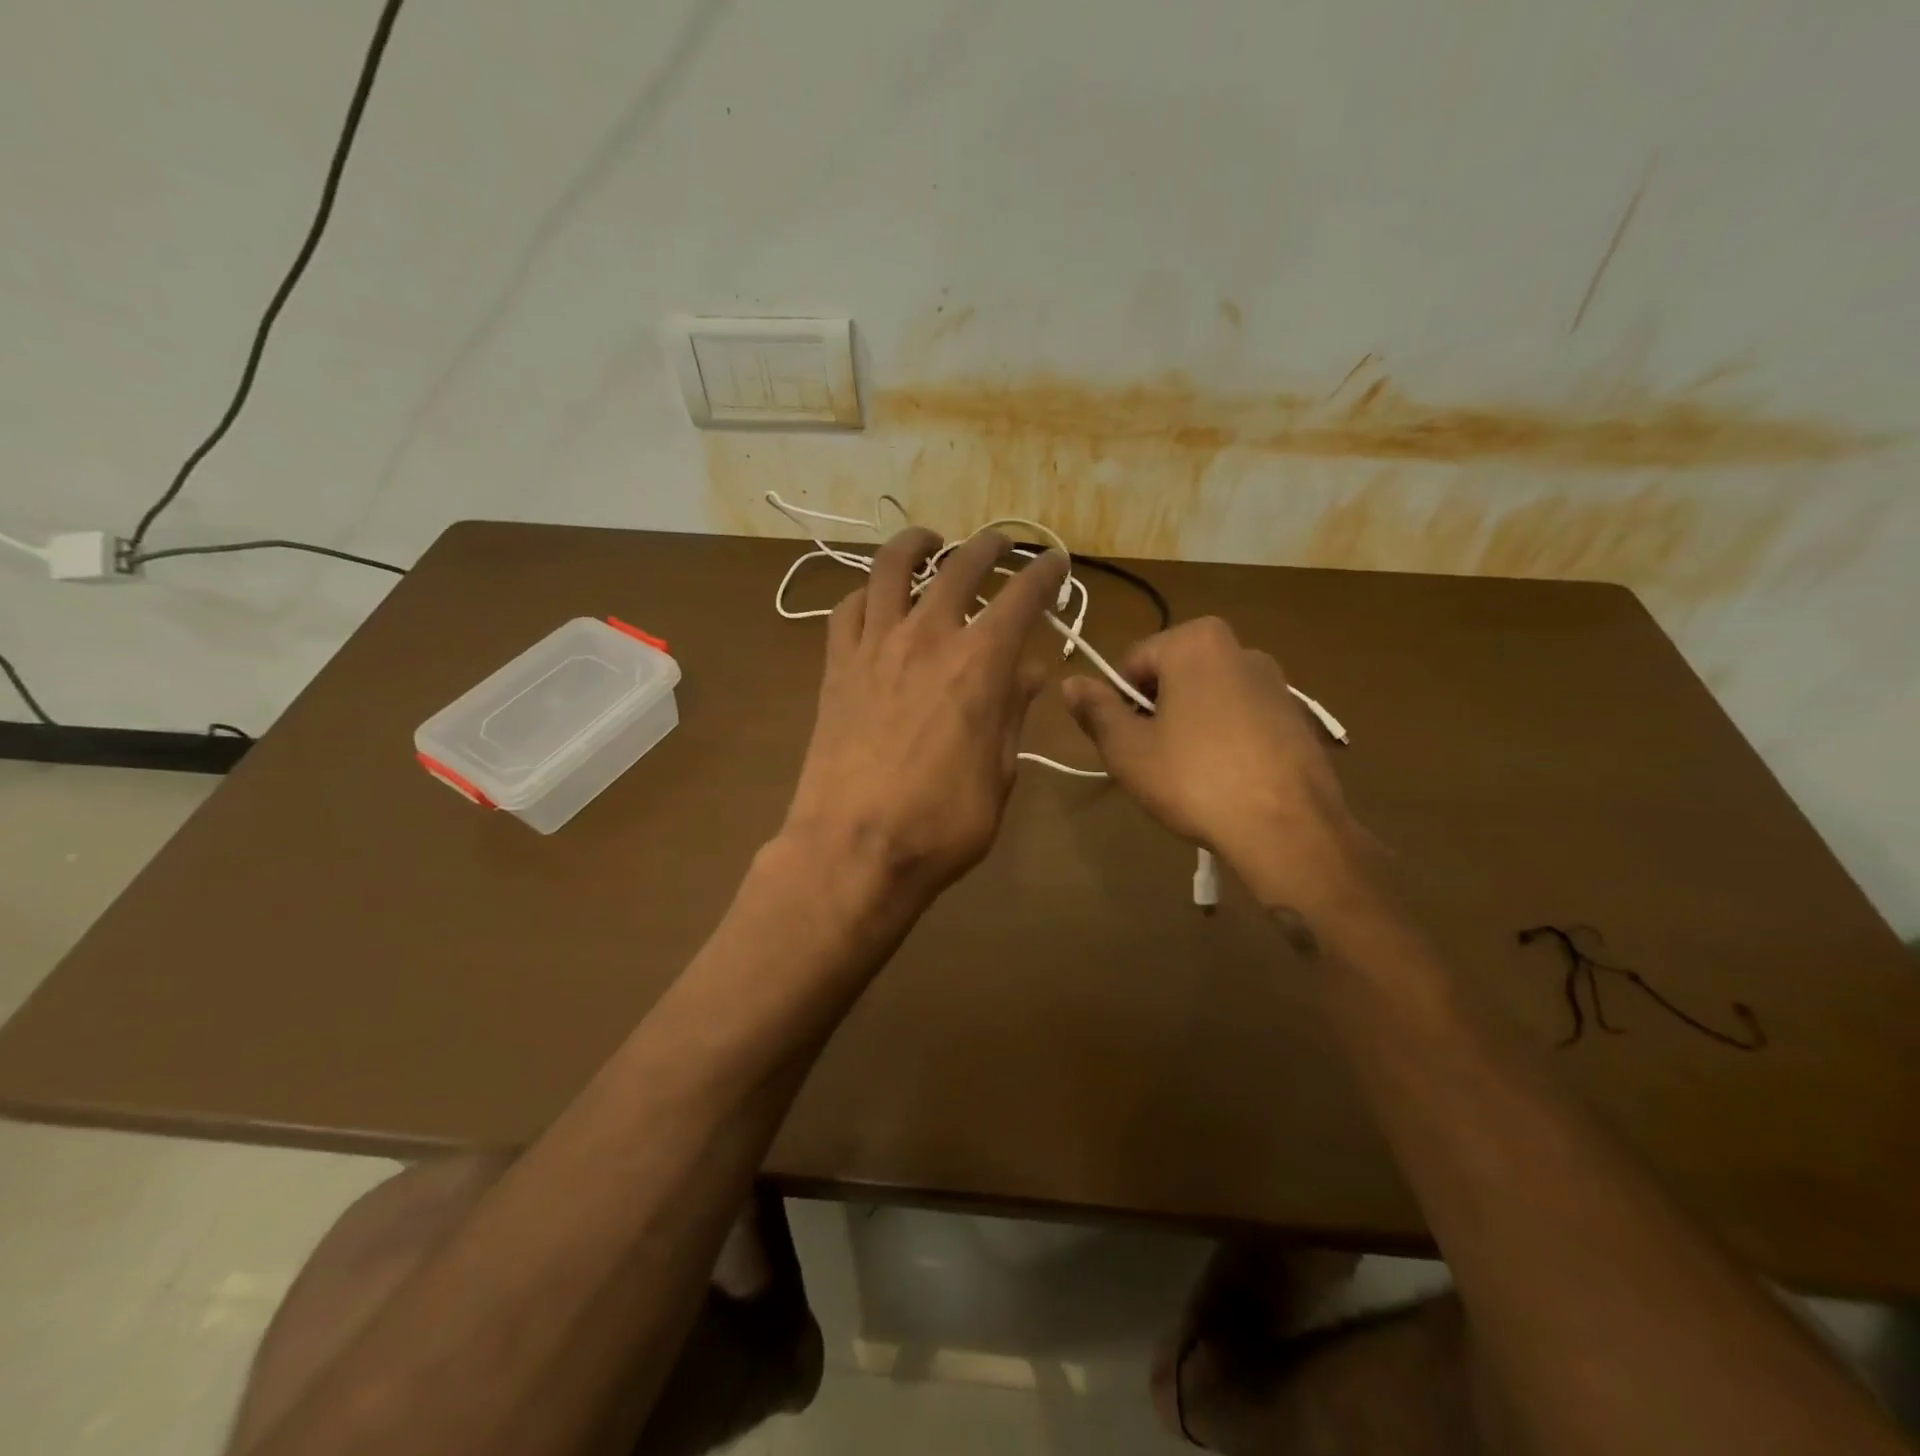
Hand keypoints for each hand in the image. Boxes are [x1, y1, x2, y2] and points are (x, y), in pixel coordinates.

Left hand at [782, 527, 1069, 912]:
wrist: (853, 849)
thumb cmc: (941, 823)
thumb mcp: (999, 774)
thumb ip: (1012, 713)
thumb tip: (1027, 671)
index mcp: (979, 664)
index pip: (1021, 597)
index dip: (1044, 573)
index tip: (1055, 561)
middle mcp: (927, 638)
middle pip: (959, 567)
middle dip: (988, 546)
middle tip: (1001, 543)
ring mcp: (874, 647)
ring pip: (890, 568)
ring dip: (916, 545)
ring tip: (929, 540)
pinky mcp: (836, 667)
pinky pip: (847, 609)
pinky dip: (866, 593)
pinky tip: (874, 598)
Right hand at [1061, 617, 1365, 909]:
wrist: (1288, 829)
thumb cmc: (1195, 779)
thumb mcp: (1128, 749)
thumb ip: (1096, 710)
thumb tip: (1071, 683)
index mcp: (1195, 642)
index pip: (1131, 663)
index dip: (1115, 703)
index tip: (1120, 742)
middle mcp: (1240, 648)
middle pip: (1172, 676)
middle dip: (1154, 712)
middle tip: (1149, 761)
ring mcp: (1276, 682)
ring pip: (1207, 698)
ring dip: (1188, 726)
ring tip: (1186, 775)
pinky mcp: (1297, 716)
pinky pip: (1241, 718)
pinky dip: (1224, 739)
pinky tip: (1223, 780)